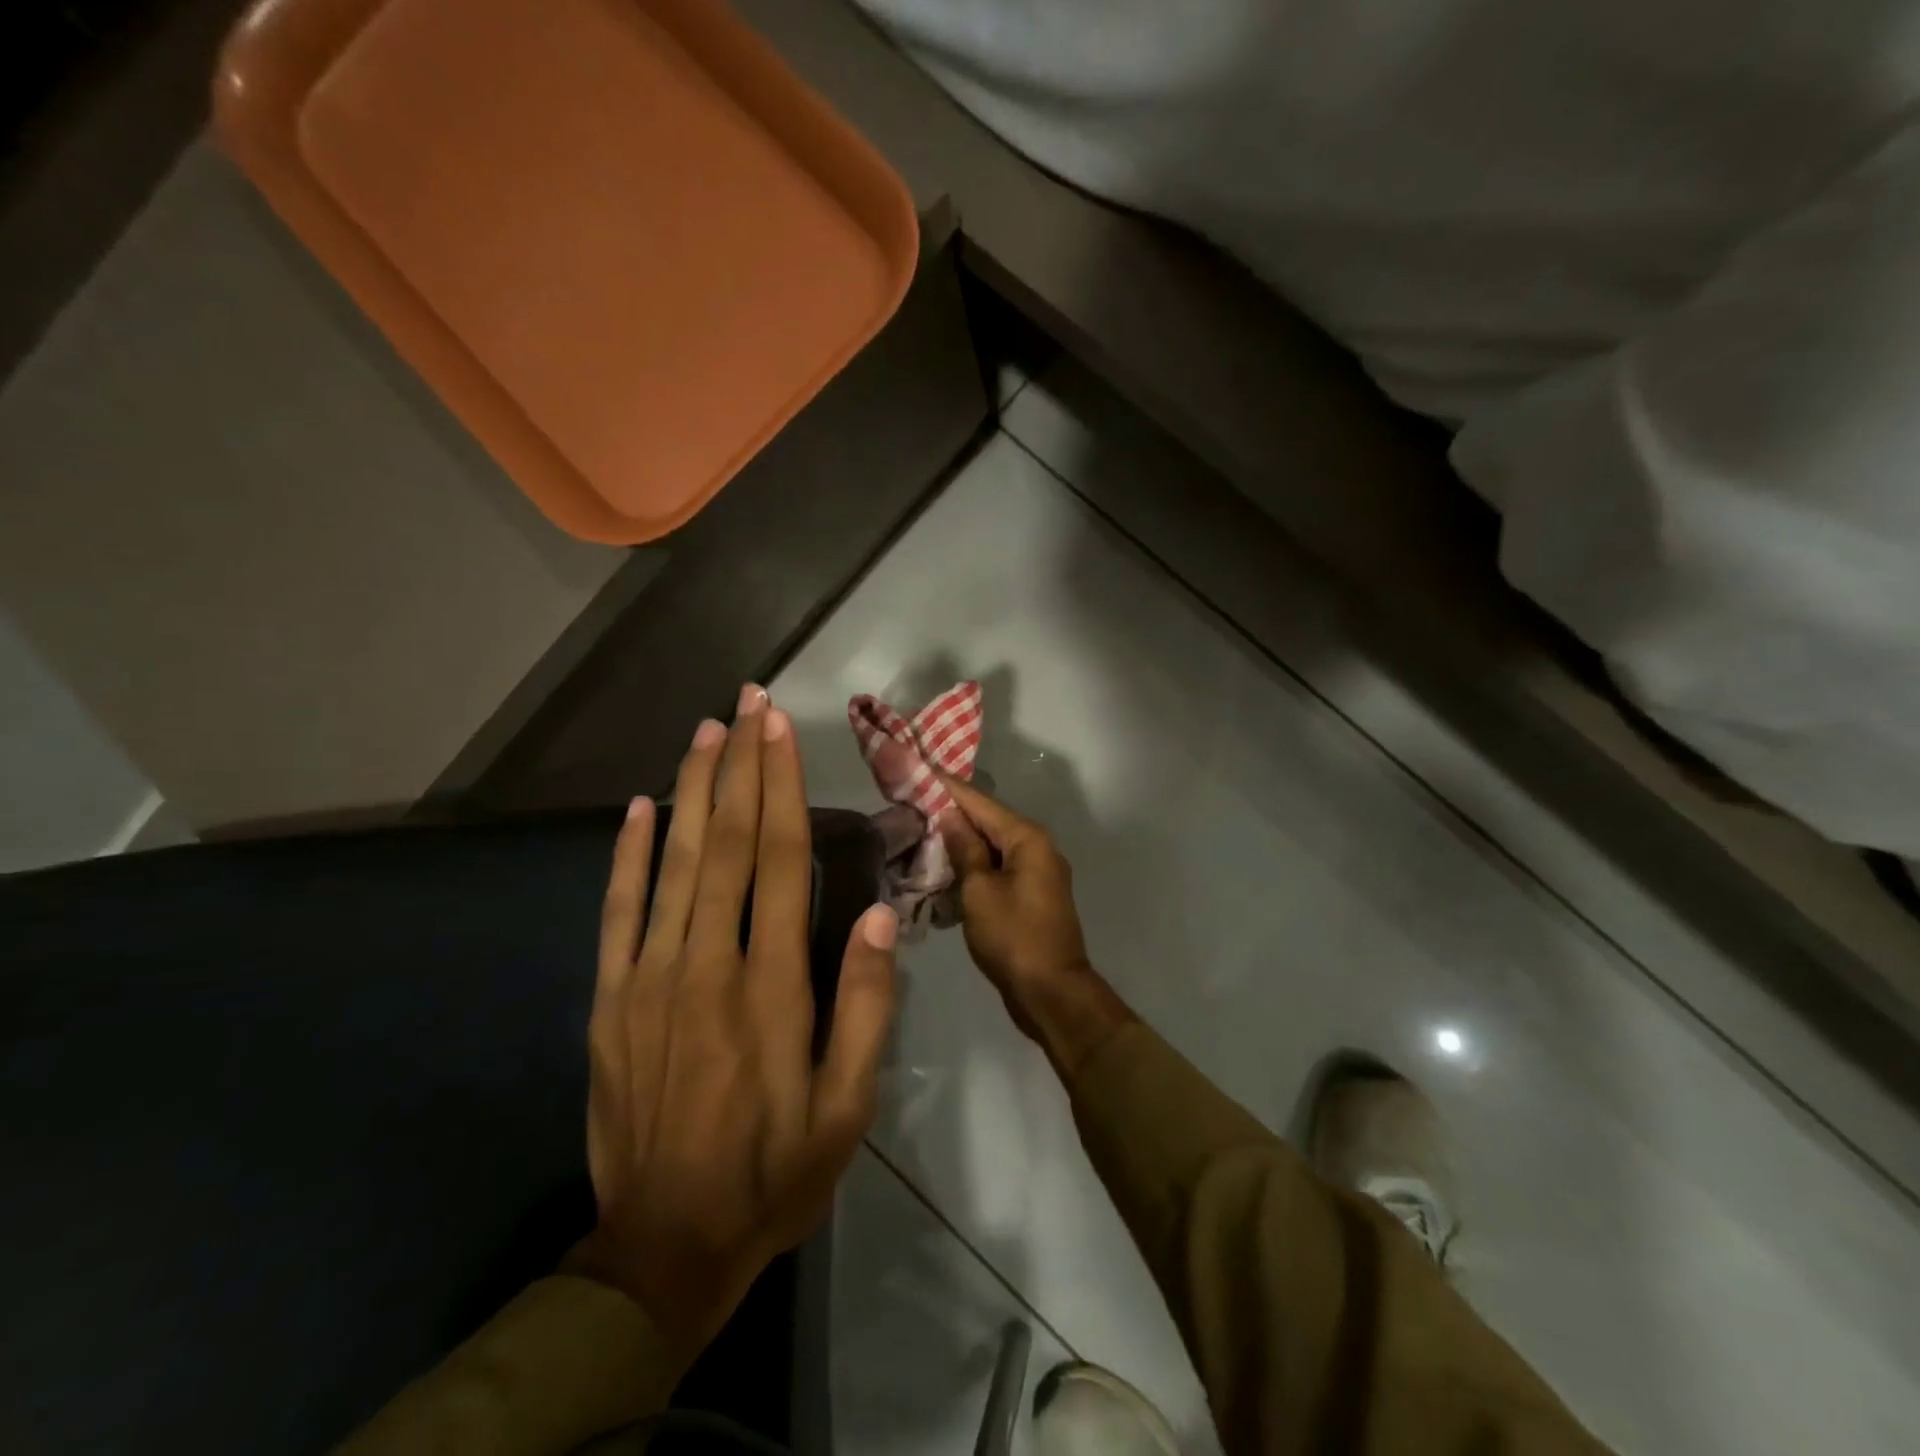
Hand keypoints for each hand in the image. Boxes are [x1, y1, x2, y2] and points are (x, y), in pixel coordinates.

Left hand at [570, 688, 898, 1353]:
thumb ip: (865, 1006)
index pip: (779, 859)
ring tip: (705, 732)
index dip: (780, 787)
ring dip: (690, 790)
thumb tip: (877, 913)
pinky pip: (618, 911)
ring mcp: (648, 978)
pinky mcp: (610, 1000)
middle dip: (739, 765)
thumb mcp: (847, 1107)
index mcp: (770, 986)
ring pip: (672, 863)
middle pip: (725, 843)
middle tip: (747, 704)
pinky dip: (627, 855)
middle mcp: (707, 964)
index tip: (780, 730)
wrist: (664, 1247)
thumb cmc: (774, 1172)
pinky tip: (639, 809)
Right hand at [941, 777, 1132, 1075]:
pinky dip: (972, 864)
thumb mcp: (979, 891)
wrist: (1051, 993)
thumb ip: (965, 849)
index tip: (917, 767)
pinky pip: (997, 867)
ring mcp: (1036, 871)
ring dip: (959, 840)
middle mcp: (1036, 847)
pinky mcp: (1030, 894)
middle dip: (950, 811)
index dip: (946, 786)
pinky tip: (943, 867)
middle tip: (910, 800)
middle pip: (987, 820)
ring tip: (919, 830)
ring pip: (991, 845)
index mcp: (1027, 838)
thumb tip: (950, 816)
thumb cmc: (1013, 938)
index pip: (979, 801)